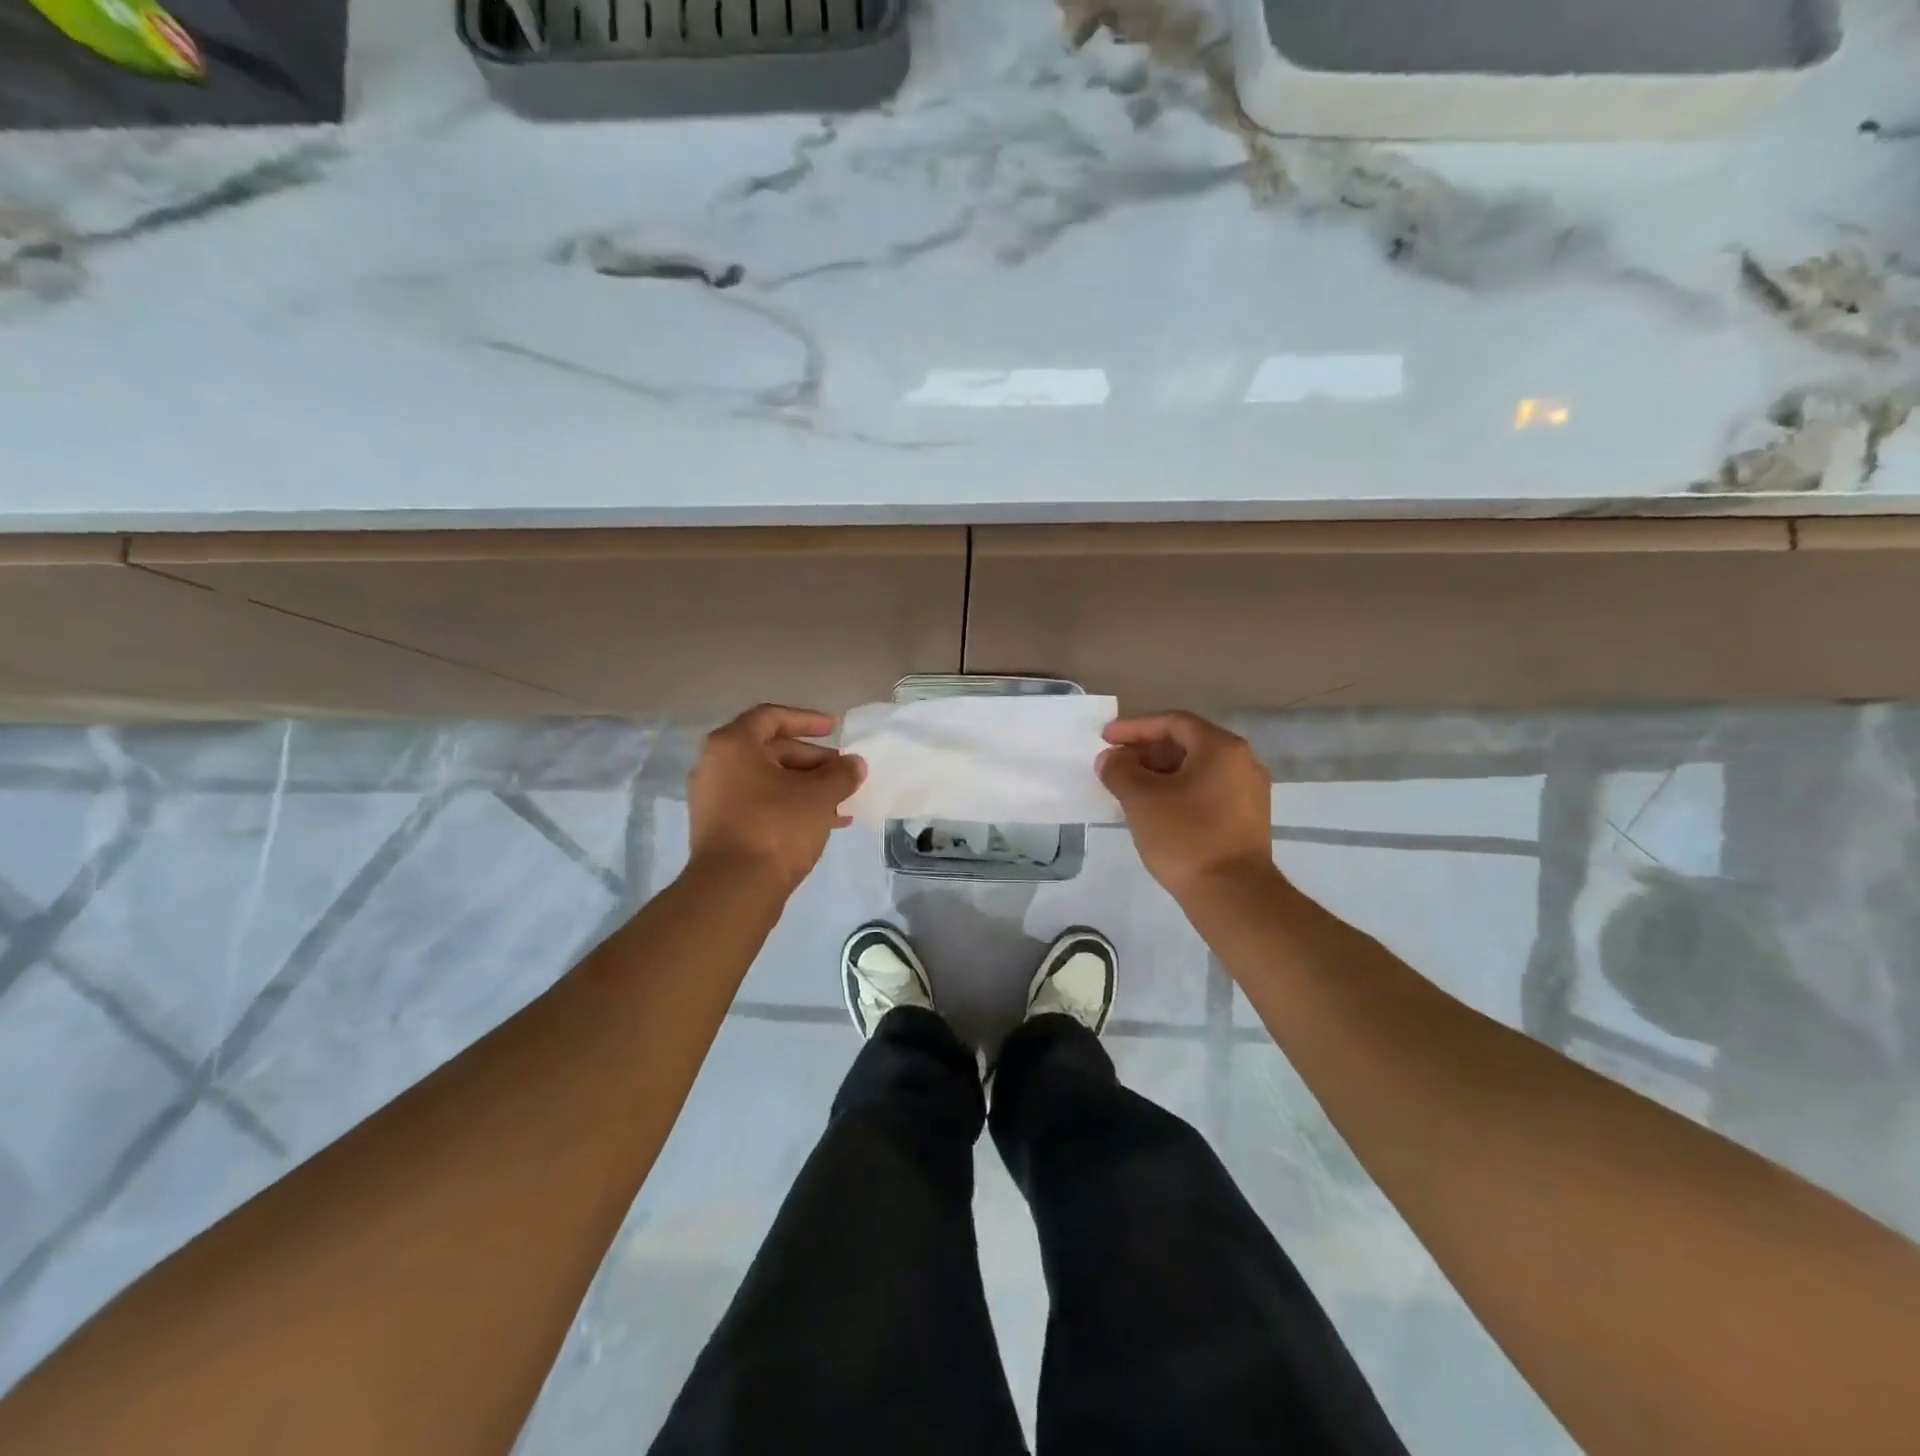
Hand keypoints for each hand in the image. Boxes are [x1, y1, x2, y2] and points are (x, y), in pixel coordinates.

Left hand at [687, 705, 864, 894]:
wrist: (735, 889)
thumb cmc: (777, 827)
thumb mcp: (819, 795)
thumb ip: (841, 773)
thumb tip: (854, 764)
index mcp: (732, 745)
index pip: (771, 717)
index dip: (806, 720)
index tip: (835, 728)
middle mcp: (715, 765)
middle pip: (770, 750)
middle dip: (812, 760)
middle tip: (843, 772)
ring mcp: (714, 798)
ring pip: (767, 780)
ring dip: (805, 786)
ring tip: (840, 801)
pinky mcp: (719, 827)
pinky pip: (759, 803)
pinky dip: (789, 805)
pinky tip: (823, 822)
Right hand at [1098, 711, 1277, 901]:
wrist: (1233, 895)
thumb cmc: (1185, 836)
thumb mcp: (1141, 799)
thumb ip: (1119, 770)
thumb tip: (1110, 759)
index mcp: (1221, 748)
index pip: (1173, 723)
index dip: (1134, 727)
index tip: (1105, 738)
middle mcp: (1242, 762)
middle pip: (1187, 744)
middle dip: (1146, 752)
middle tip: (1115, 765)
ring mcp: (1249, 792)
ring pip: (1197, 770)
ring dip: (1160, 773)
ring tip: (1129, 789)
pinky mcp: (1247, 819)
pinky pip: (1207, 791)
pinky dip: (1178, 791)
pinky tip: (1155, 810)